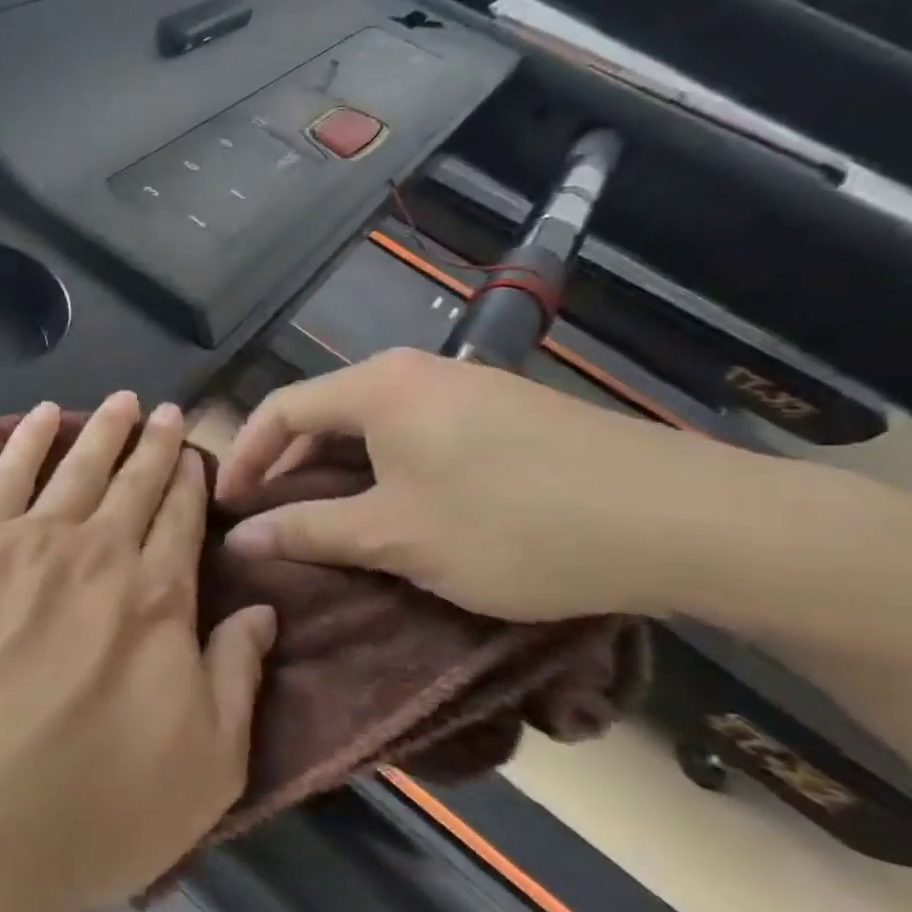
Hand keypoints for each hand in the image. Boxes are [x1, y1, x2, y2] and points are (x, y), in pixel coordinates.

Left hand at [0, 393, 277, 911]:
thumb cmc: (92, 808)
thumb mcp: (206, 767)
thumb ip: (238, 677)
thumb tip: (261, 611)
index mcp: (160, 600)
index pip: (182, 521)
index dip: (190, 483)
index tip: (194, 455)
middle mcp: (102, 552)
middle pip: (136, 482)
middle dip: (156, 444)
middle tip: (167, 411)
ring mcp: (33, 541)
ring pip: (81, 466)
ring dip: (105, 429)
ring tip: (123, 401)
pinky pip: (7, 473)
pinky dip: (29, 437)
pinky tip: (45, 414)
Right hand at [215, 349, 764, 620]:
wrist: (685, 521)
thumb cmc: (512, 525)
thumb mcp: (396, 537)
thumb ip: (307, 531)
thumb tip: (237, 539)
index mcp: (376, 387)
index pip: (280, 409)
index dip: (244, 458)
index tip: (226, 507)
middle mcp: (413, 371)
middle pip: (324, 414)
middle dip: (289, 467)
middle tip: (273, 520)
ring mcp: (463, 387)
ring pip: (372, 426)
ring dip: (339, 472)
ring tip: (330, 522)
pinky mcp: (503, 412)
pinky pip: (416, 434)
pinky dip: (387, 470)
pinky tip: (400, 510)